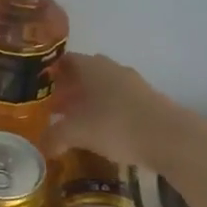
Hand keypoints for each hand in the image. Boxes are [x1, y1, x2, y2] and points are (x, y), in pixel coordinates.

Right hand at [44, 52, 183, 168]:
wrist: (169, 137)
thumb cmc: (115, 125)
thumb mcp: (76, 133)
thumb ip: (54, 136)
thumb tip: (42, 146)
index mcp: (91, 66)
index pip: (64, 60)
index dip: (49, 73)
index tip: (38, 89)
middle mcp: (111, 68)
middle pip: (83, 74)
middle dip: (67, 90)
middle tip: (52, 109)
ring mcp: (132, 84)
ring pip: (102, 89)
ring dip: (87, 103)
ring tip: (74, 124)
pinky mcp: (147, 101)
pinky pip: (118, 102)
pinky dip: (105, 113)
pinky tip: (100, 132)